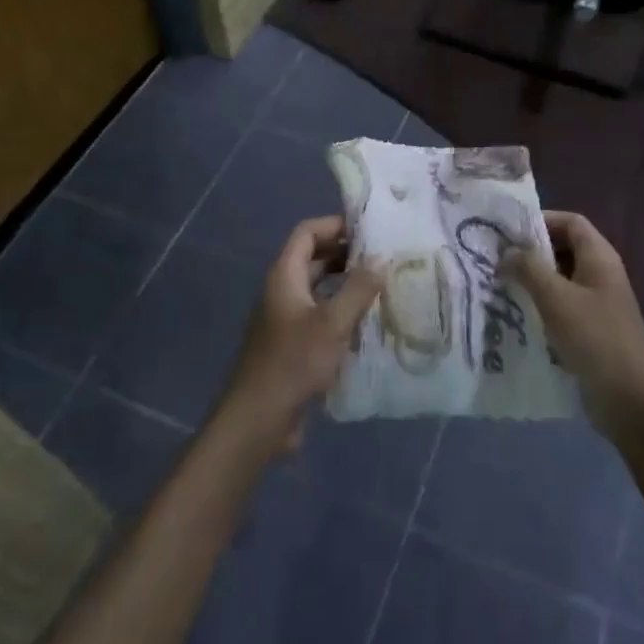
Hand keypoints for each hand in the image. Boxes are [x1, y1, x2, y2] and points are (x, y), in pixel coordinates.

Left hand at [218, 216, 382, 457]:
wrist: (259, 419)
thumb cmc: (294, 362)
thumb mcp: (332, 323)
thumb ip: (358, 289)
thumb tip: (380, 260)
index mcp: (284, 276)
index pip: (307, 233)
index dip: (335, 225)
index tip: (369, 229)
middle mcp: (283, 291)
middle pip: (314, 258)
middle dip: (347, 253)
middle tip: (384, 256)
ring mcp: (286, 319)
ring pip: (319, 289)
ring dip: (347, 284)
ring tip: (383, 286)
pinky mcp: (294, 345)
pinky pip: (320, 316)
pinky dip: (342, 312)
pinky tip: (369, 323)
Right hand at [505, 211, 643, 441]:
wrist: (630, 401)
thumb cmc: (595, 339)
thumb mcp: (556, 298)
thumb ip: (529, 269)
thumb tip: (507, 252)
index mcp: (600, 258)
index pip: (571, 222)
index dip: (541, 220)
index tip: (507, 232)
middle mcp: (600, 275)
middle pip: (564, 249)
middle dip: (531, 252)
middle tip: (496, 259)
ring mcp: (597, 305)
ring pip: (559, 280)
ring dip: (532, 281)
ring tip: (498, 286)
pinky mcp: (590, 331)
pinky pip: (561, 308)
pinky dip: (539, 307)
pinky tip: (514, 316)